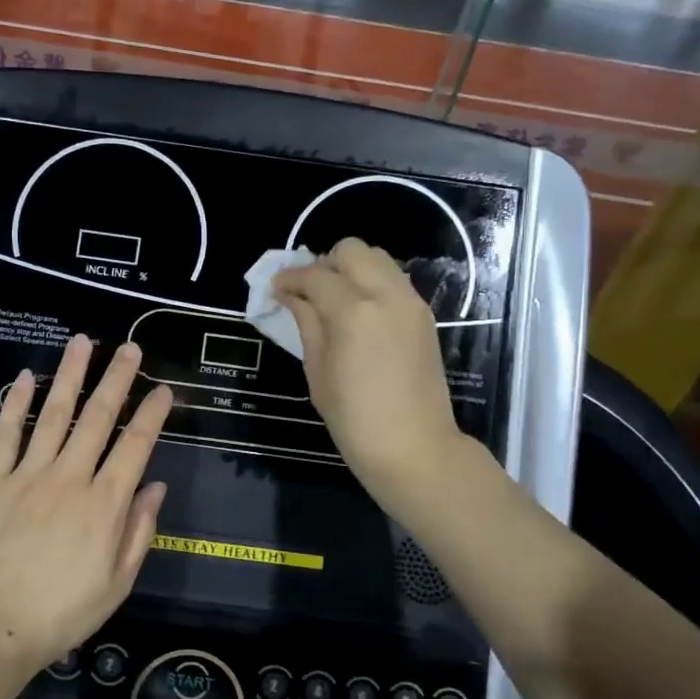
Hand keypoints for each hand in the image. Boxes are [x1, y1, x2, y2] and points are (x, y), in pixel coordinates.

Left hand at [0, 335, 173, 672]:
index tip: (164, 389)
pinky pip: (6, 434)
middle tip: (130, 348)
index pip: (136, 445)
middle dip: (117, 379)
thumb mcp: (117, 583)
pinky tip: (25, 377)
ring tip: (83, 343)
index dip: (153, 413)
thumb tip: (155, 487)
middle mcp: (70, 477)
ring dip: (70, 375)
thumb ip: (138, 531)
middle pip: (98, 417)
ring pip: (54, 414)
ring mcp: (29, 474)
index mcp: (105, 503)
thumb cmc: (62, 613)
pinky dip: (15, 404)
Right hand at [273, 238, 480, 508]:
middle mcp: (386, 294)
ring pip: (378, 258)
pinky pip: (393, 280)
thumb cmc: (354, 419)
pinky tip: (358, 313)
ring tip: (333, 300)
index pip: (314, 275)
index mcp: (353, 311)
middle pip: (352, 250)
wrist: (415, 448)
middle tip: (308, 292)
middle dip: (324, 263)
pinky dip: (372, 283)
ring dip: (351, 270)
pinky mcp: (424, 315)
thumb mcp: (317, 372)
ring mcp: (410, 302)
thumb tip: (291, 296)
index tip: (275, 289)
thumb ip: (306, 323)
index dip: (289, 278)